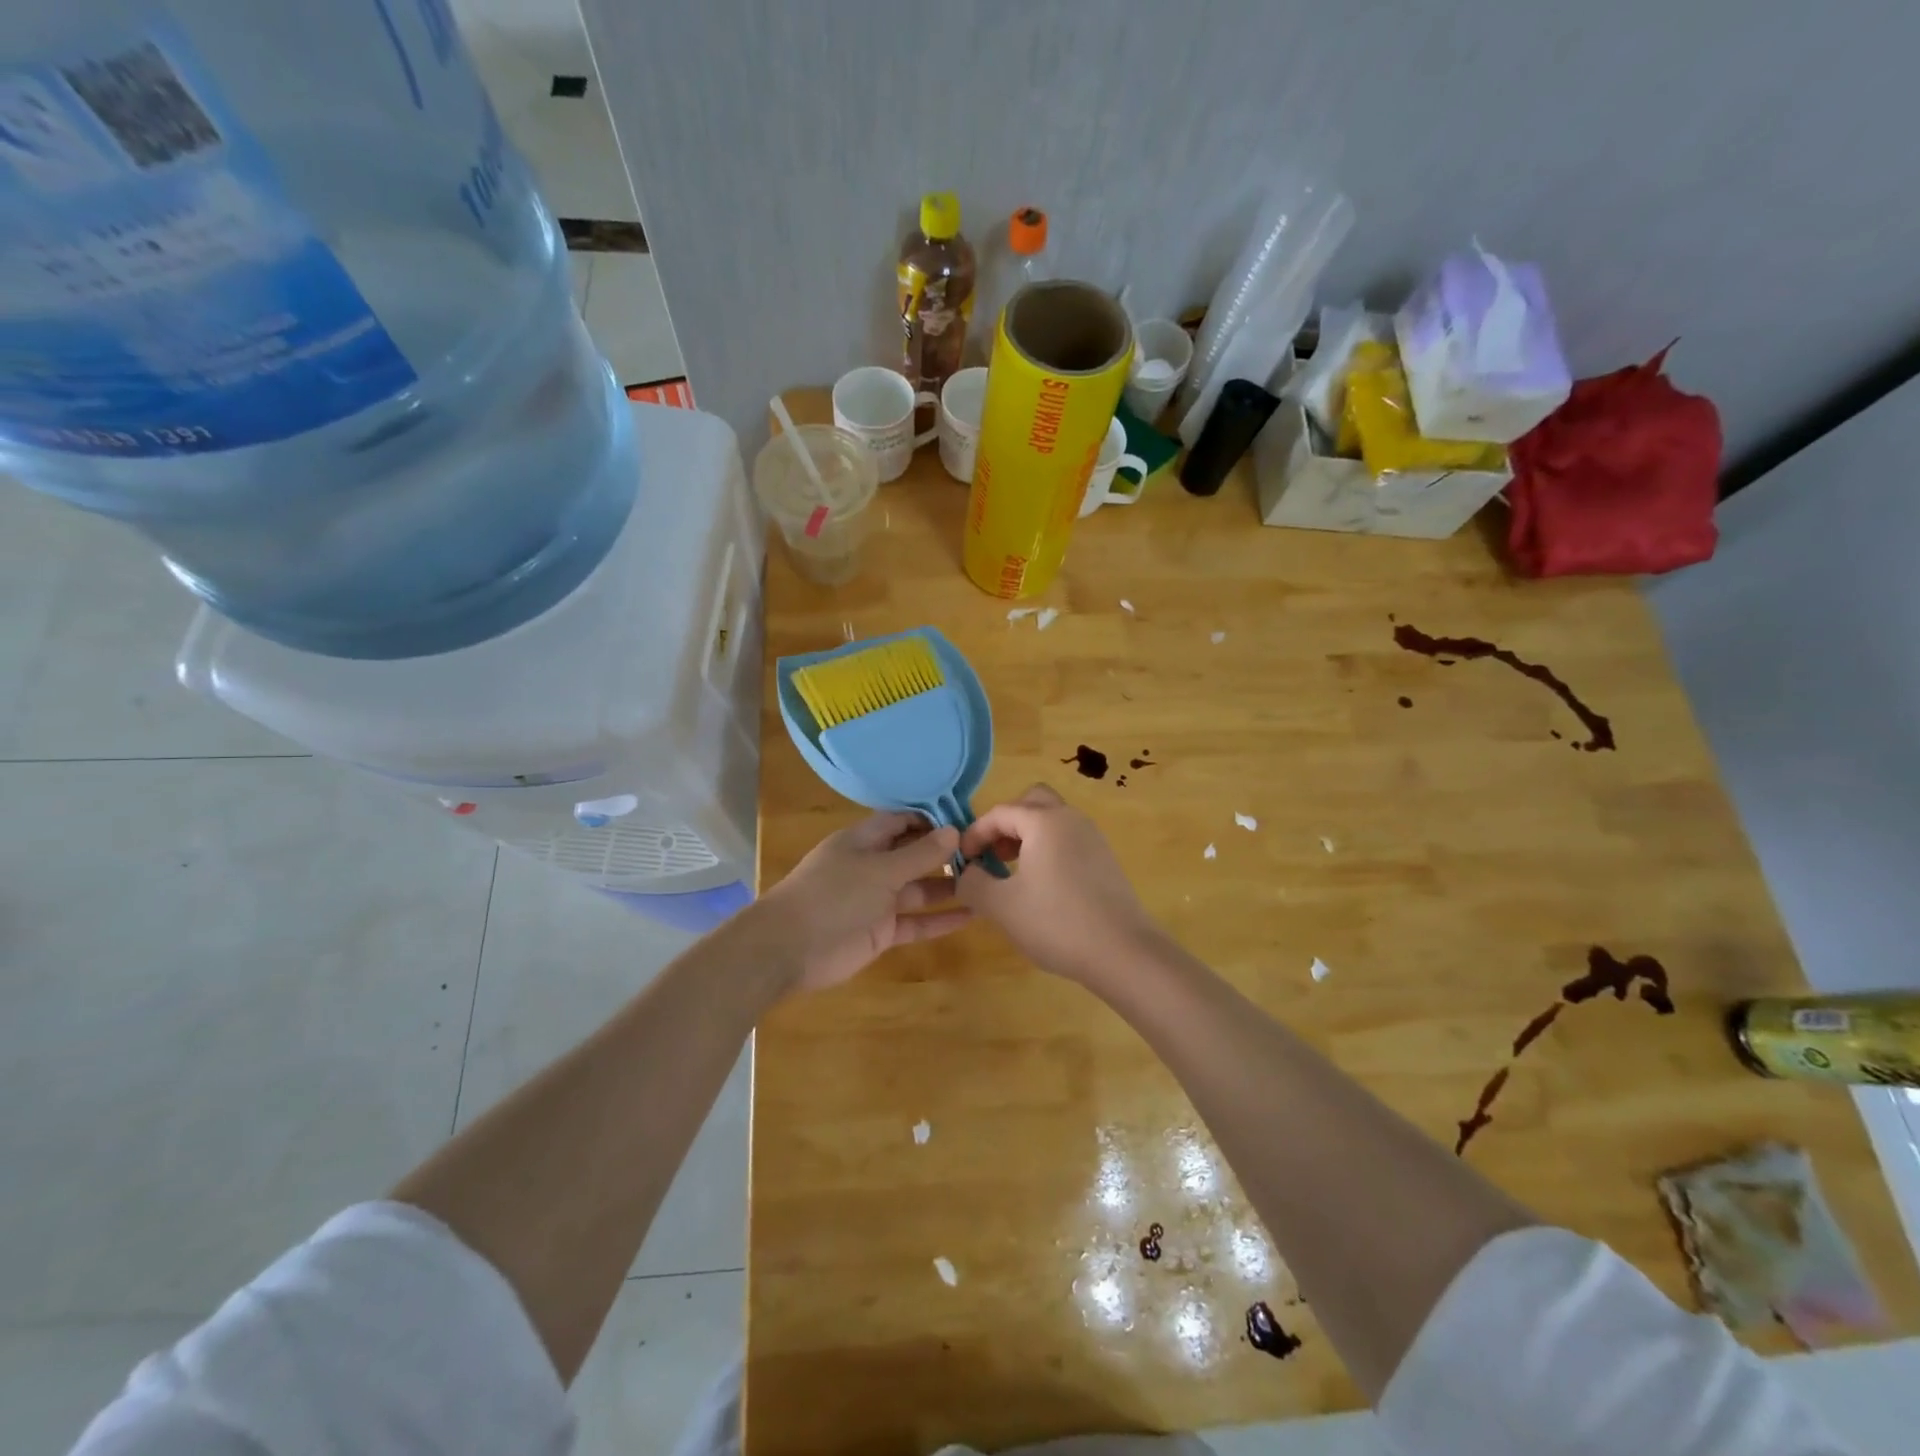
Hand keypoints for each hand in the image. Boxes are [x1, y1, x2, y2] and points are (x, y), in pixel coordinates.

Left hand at [755, 812, 971, 992]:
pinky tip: (971, 917)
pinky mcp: (880, 931)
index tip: (968, 822)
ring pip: (917, 889)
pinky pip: (914, 921)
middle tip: (986, 853)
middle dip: (945, 853)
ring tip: (986, 883)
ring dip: (947, 886)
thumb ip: (918, 854)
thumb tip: (954, 831)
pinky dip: (939, 920)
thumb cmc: (833, 895)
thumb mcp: (880, 870)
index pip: (902, 821)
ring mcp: (876, 900)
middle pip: (913, 854)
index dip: (932, 820)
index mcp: (864, 841)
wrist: (788, 948)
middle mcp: (871, 866)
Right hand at [956, 783, 1161, 984]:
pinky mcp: (1105, 860)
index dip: (975, 833)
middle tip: (993, 854)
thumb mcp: (1001, 906)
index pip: (999, 813)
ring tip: (1013, 872)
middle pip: (1032, 802)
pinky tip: (1042, 886)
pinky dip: (1048, 849)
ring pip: (1052, 820)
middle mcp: (1071, 819)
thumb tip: (967, 873)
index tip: (963, 861)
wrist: (1124, 952)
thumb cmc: (1057, 922)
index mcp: (1044, 822)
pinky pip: (1068, 840)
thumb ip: (973, 883)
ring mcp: (1093, 838)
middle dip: (1006, 823)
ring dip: (1027, 836)